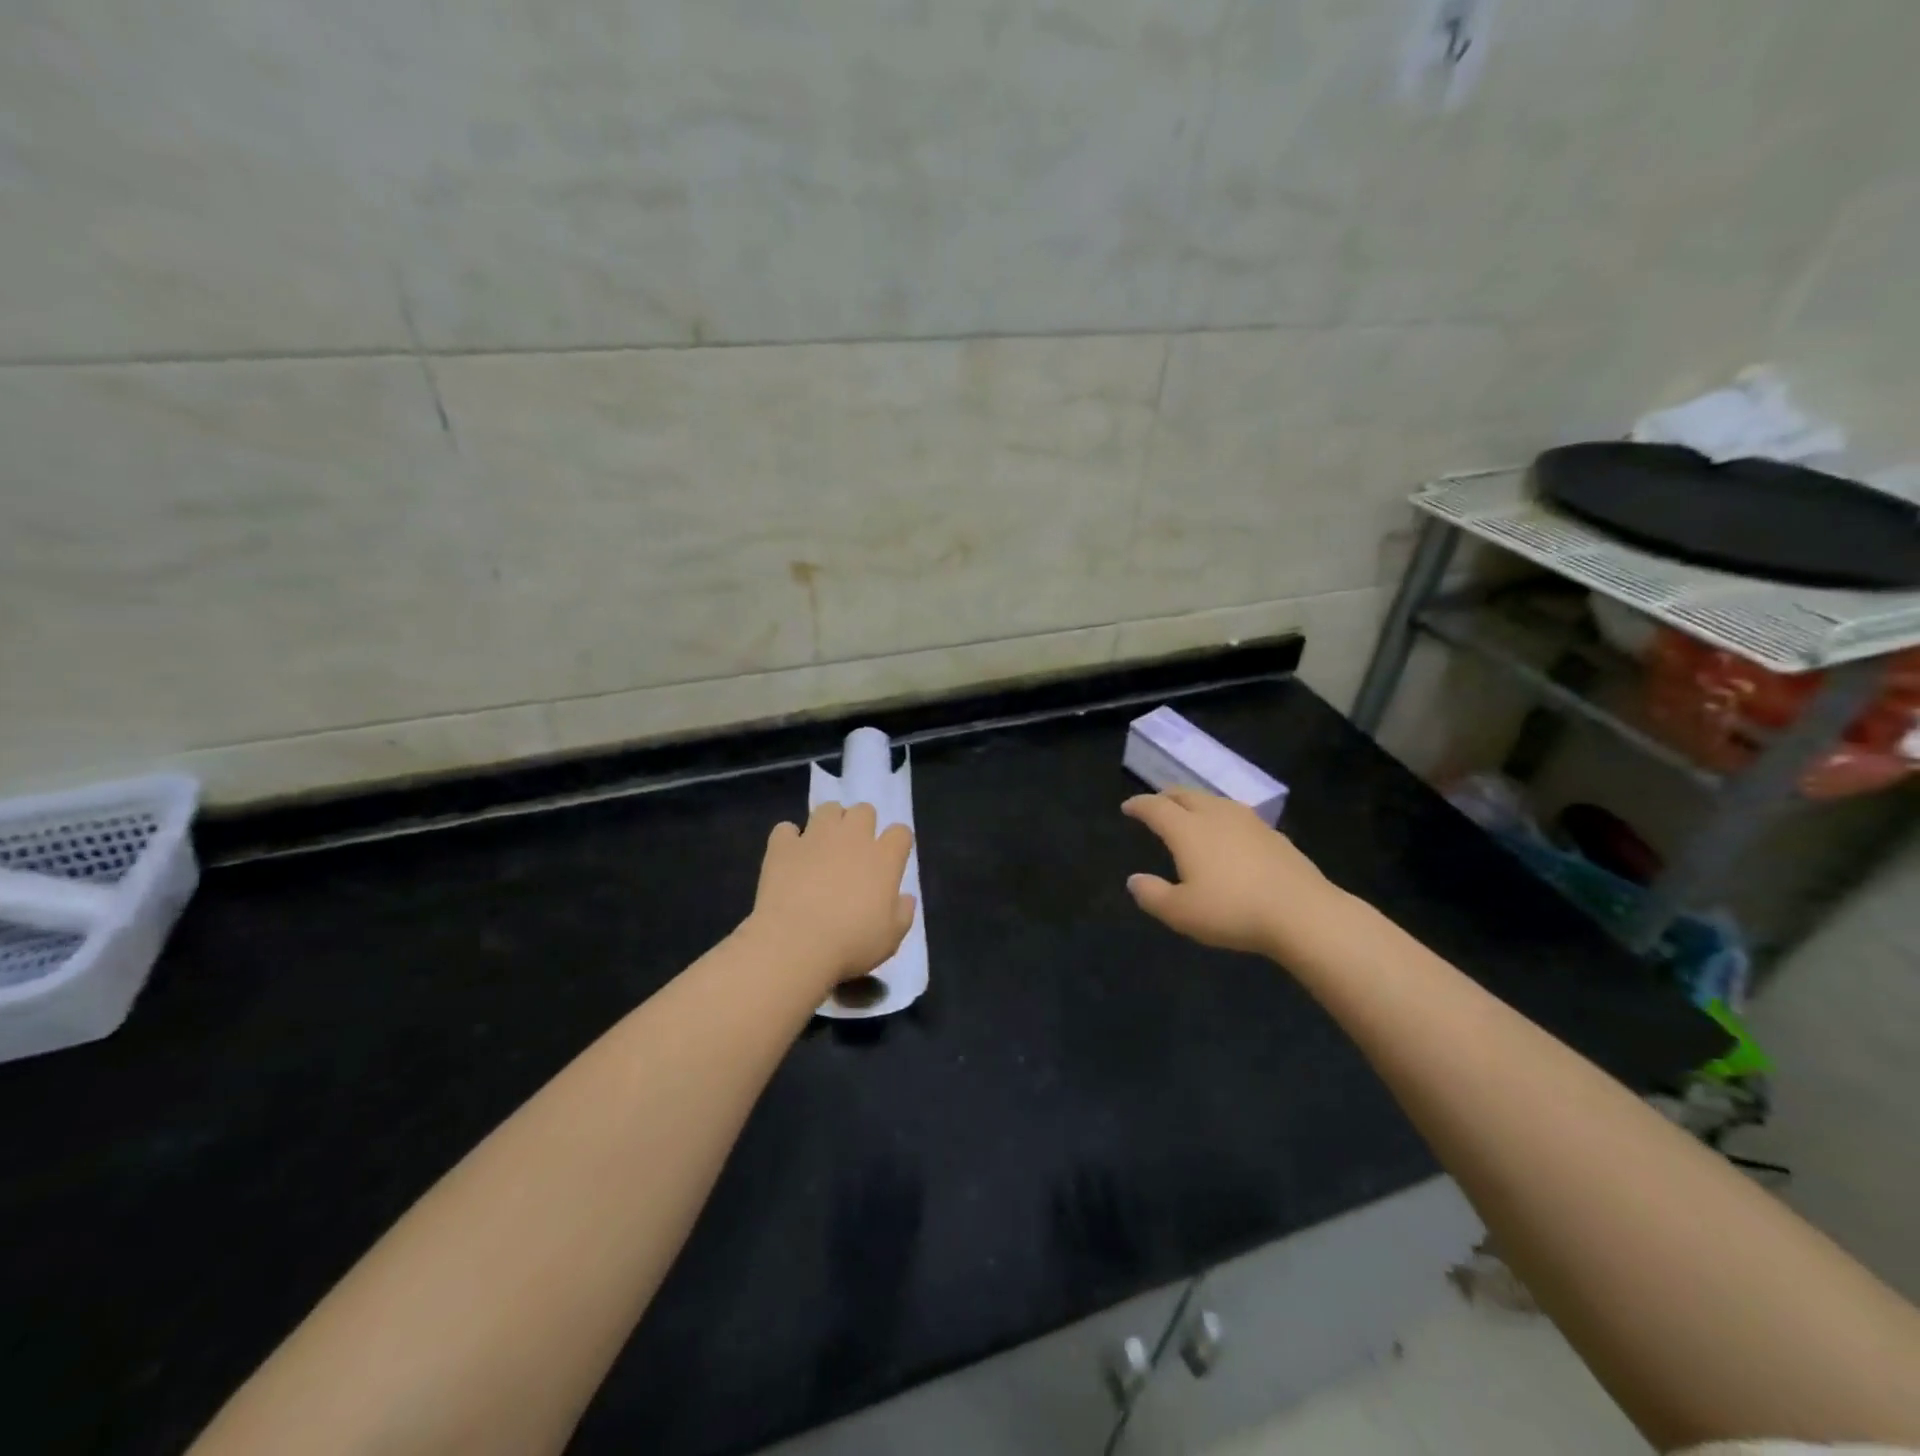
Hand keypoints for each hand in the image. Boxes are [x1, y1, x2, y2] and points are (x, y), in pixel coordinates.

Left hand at [748, 801, 915, 990]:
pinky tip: (789, 855)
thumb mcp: (891, 938)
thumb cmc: (851, 944)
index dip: (897, 842)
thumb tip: (906, 898)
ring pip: (828, 809)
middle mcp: (853, 838)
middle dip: (862, 824)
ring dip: (829, 822)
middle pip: (864, 810)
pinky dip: (789, 839)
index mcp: (884, 858)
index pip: (900, 832)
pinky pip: (786, 829)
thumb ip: (903, 913)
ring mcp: (815, 837)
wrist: (795, 944)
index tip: (892, 857)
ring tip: (824, 845)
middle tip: (855, 849)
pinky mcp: (783, 846)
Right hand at [1122, 788, 1338, 957]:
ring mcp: (1249, 822)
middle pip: (1186, 795)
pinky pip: (1237, 816)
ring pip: (1214, 801)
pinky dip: (1221, 818)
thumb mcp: (1181, 912)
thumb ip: (1152, 895)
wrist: (1303, 914)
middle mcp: (1216, 816)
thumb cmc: (1233, 911)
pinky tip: (1228, 835)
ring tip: (1190, 815)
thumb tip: (1134, 880)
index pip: (1156, 807)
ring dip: (1195, 803)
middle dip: (1166, 796)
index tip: (1127, 807)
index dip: (1139, 805)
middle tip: (1156, 804)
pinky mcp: (1274, 834)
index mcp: (1188, 829)